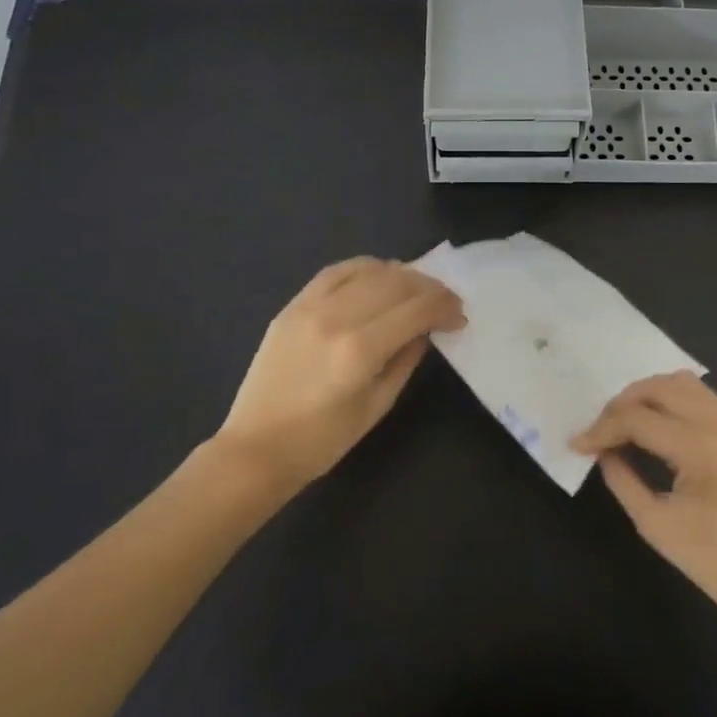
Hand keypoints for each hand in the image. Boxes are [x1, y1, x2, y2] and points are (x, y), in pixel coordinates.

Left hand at [215, 257, 463, 494]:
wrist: (257, 448)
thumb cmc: (323, 440)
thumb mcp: (377, 405)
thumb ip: (405, 360)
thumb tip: (425, 330)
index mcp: (360, 349)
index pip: (417, 309)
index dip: (445, 308)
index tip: (459, 317)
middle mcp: (337, 317)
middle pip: (397, 283)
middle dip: (430, 289)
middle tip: (445, 303)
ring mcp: (311, 307)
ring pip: (369, 270)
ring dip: (401, 275)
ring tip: (416, 290)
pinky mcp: (293, 306)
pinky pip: (335, 271)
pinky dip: (364, 268)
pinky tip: (379, 276)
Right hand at [572, 372, 716, 637]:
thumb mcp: (659, 527)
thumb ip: (624, 482)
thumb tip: (604, 453)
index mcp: (701, 447)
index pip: (637, 418)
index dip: (601, 429)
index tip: (576, 445)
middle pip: (661, 386)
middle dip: (623, 402)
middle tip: (601, 430)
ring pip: (686, 384)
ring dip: (650, 395)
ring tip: (626, 422)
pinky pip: (705, 399)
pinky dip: (674, 402)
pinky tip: (660, 428)